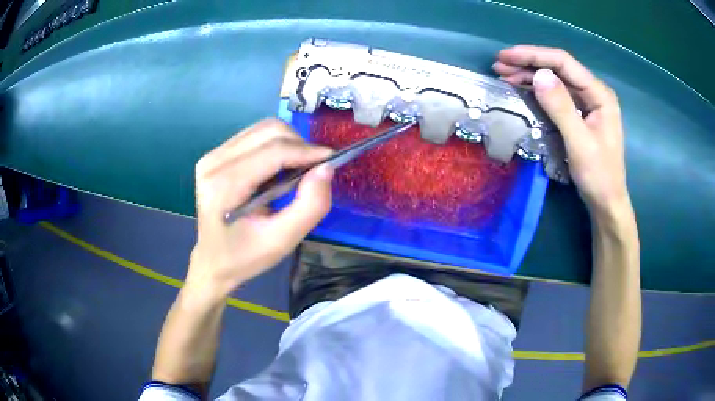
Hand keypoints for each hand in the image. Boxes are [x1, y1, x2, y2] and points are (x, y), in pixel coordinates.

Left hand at [185, 119, 333, 296]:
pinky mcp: (215, 155)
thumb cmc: (245, 256)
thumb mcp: (282, 241)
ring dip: (288, 143)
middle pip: (269, 131)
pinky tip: (277, 169)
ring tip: (296, 170)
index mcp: (224, 186)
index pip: (274, 151)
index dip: (307, 151)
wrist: (213, 261)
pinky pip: (254, 136)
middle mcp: (214, 162)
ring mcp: (212, 155)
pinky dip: (274, 146)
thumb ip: (309, 206)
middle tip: (313, 170)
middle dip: (299, 145)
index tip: (331, 161)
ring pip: (262, 129)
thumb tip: (326, 168)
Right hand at [493, 46, 630, 215]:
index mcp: (599, 94)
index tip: (506, 57)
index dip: (534, 55)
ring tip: (504, 75)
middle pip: (558, 68)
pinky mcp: (579, 113)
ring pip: (555, 80)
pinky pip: (556, 95)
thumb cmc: (598, 175)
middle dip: (528, 64)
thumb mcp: (580, 143)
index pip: (564, 63)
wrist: (606, 202)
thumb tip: (539, 75)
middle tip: (499, 66)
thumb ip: (561, 108)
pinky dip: (537, 90)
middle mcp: (593, 92)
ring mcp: (587, 103)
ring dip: (529, 75)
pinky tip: (521, 89)